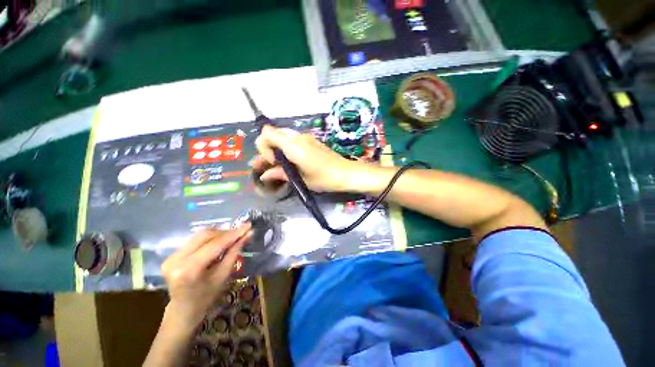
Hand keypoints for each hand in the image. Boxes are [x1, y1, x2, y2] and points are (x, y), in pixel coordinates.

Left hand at [160, 224, 251, 331]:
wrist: (183, 310)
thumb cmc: (207, 296)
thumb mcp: (224, 274)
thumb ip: (235, 251)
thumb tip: (249, 233)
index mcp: (189, 270)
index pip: (214, 245)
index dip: (233, 234)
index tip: (248, 225)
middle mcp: (176, 260)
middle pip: (205, 235)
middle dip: (225, 232)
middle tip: (241, 231)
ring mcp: (171, 257)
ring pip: (200, 235)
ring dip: (218, 234)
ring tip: (232, 236)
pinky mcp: (171, 255)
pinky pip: (194, 240)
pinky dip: (210, 238)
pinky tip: (219, 241)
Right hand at [254, 125, 363, 191]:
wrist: (346, 173)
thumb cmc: (324, 179)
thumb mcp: (301, 179)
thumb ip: (280, 174)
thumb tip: (264, 175)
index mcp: (294, 146)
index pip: (267, 133)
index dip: (264, 147)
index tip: (273, 162)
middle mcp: (298, 137)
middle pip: (273, 134)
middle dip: (269, 148)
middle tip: (273, 164)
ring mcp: (306, 137)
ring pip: (283, 137)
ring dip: (278, 148)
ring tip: (282, 164)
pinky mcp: (312, 140)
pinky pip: (293, 140)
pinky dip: (287, 148)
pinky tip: (293, 161)